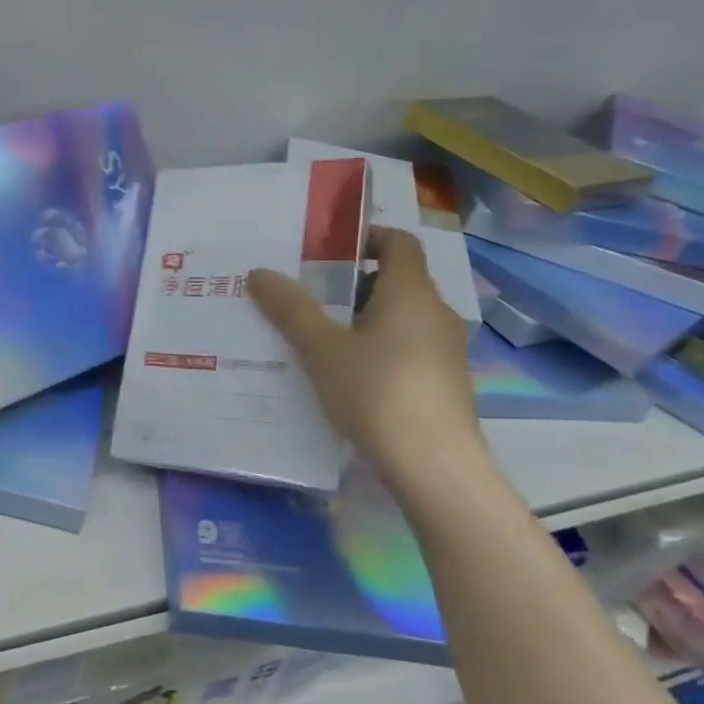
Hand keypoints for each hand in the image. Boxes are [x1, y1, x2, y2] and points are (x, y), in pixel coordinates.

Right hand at [247, 227, 483, 491]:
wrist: (434, 466)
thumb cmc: (377, 392)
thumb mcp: (321, 348)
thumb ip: (290, 308)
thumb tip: (259, 272)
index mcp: (411, 293)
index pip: (399, 242)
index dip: (366, 237)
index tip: (326, 250)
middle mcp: (435, 313)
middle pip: (394, 281)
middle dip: (350, 284)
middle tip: (305, 296)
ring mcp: (445, 350)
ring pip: (398, 318)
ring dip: (360, 320)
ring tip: (315, 338)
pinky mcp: (443, 383)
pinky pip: (404, 349)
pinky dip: (375, 349)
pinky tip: (343, 376)